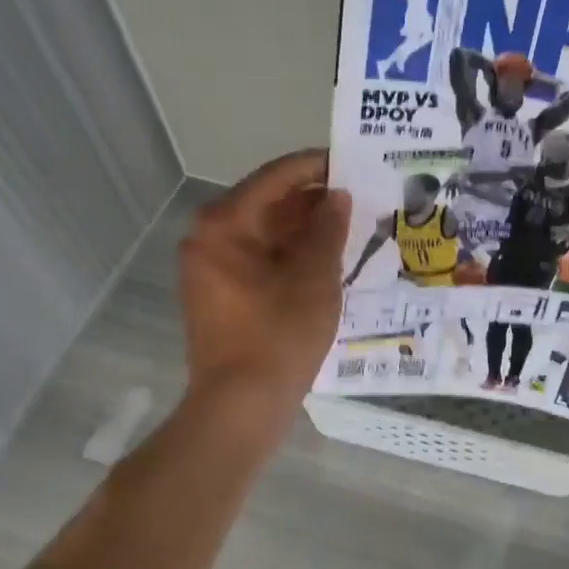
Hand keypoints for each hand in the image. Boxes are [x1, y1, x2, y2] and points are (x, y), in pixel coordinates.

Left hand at [180, 150, 350, 412]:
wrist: (240, 407)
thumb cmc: (278, 337)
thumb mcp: (315, 279)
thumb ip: (328, 229)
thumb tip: (337, 196)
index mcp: (225, 224)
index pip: (276, 177)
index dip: (317, 166)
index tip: (353, 161)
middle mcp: (209, 237)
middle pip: (268, 202)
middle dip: (314, 199)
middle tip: (359, 195)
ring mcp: (211, 266)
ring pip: (266, 231)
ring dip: (306, 227)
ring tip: (352, 224)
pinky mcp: (221, 291)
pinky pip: (260, 256)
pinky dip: (292, 252)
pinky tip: (328, 256)